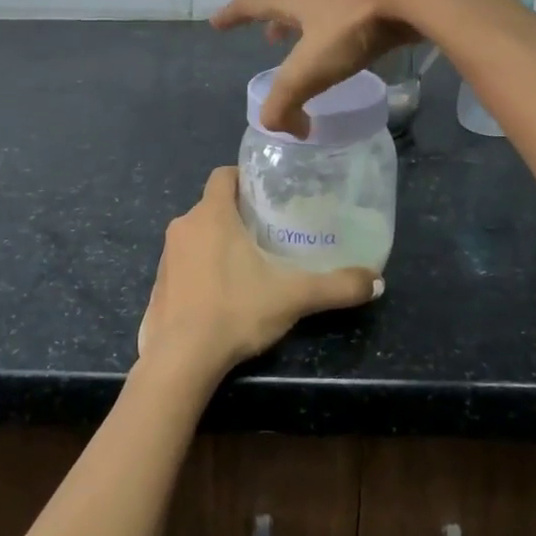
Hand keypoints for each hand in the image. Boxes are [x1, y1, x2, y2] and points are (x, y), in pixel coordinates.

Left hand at [138, 169, 381, 380]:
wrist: (180, 360)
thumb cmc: (235, 311)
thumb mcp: (293, 296)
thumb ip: (336, 286)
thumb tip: (377, 282)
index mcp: (211, 214)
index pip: (223, 175)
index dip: (244, 178)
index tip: (268, 193)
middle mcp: (183, 226)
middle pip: (213, 205)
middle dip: (238, 214)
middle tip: (270, 231)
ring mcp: (166, 256)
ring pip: (197, 235)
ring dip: (218, 242)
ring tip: (250, 262)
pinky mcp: (158, 285)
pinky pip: (184, 263)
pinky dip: (201, 268)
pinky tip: (223, 294)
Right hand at [212, 0, 485, 138]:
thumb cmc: (351, 26)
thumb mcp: (310, 69)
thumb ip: (287, 103)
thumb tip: (288, 130)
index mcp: (296, 3)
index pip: (253, 5)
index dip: (232, 15)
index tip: (216, 22)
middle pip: (290, 6)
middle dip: (277, 24)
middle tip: (269, 39)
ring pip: (324, 11)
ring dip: (311, 28)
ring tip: (313, 45)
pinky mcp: (385, 1)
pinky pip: (355, 18)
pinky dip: (345, 32)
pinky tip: (360, 48)